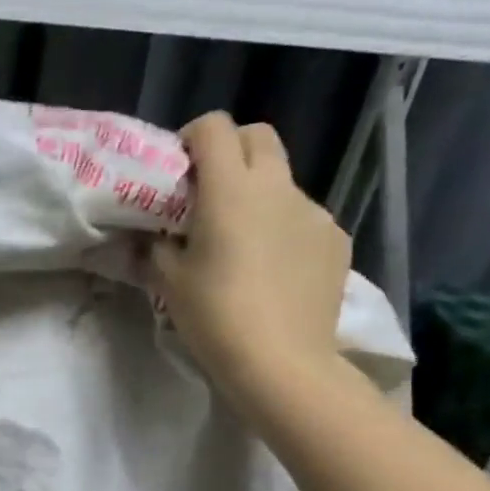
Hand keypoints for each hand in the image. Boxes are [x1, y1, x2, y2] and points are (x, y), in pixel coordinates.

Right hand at [149, 112, 349, 404]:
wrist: (281, 362)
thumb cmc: (214, 316)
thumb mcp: (168, 281)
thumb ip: (156, 246)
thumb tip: (153, 235)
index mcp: (231, 189)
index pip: (214, 128)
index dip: (192, 138)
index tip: (179, 169)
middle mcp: (277, 186)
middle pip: (258, 137)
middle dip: (231, 151)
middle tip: (208, 192)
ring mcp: (314, 211)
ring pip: (282, 182)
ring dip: (258, 195)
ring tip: (242, 242)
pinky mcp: (336, 239)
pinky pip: (303, 219)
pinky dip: (283, 229)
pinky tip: (273, 269)